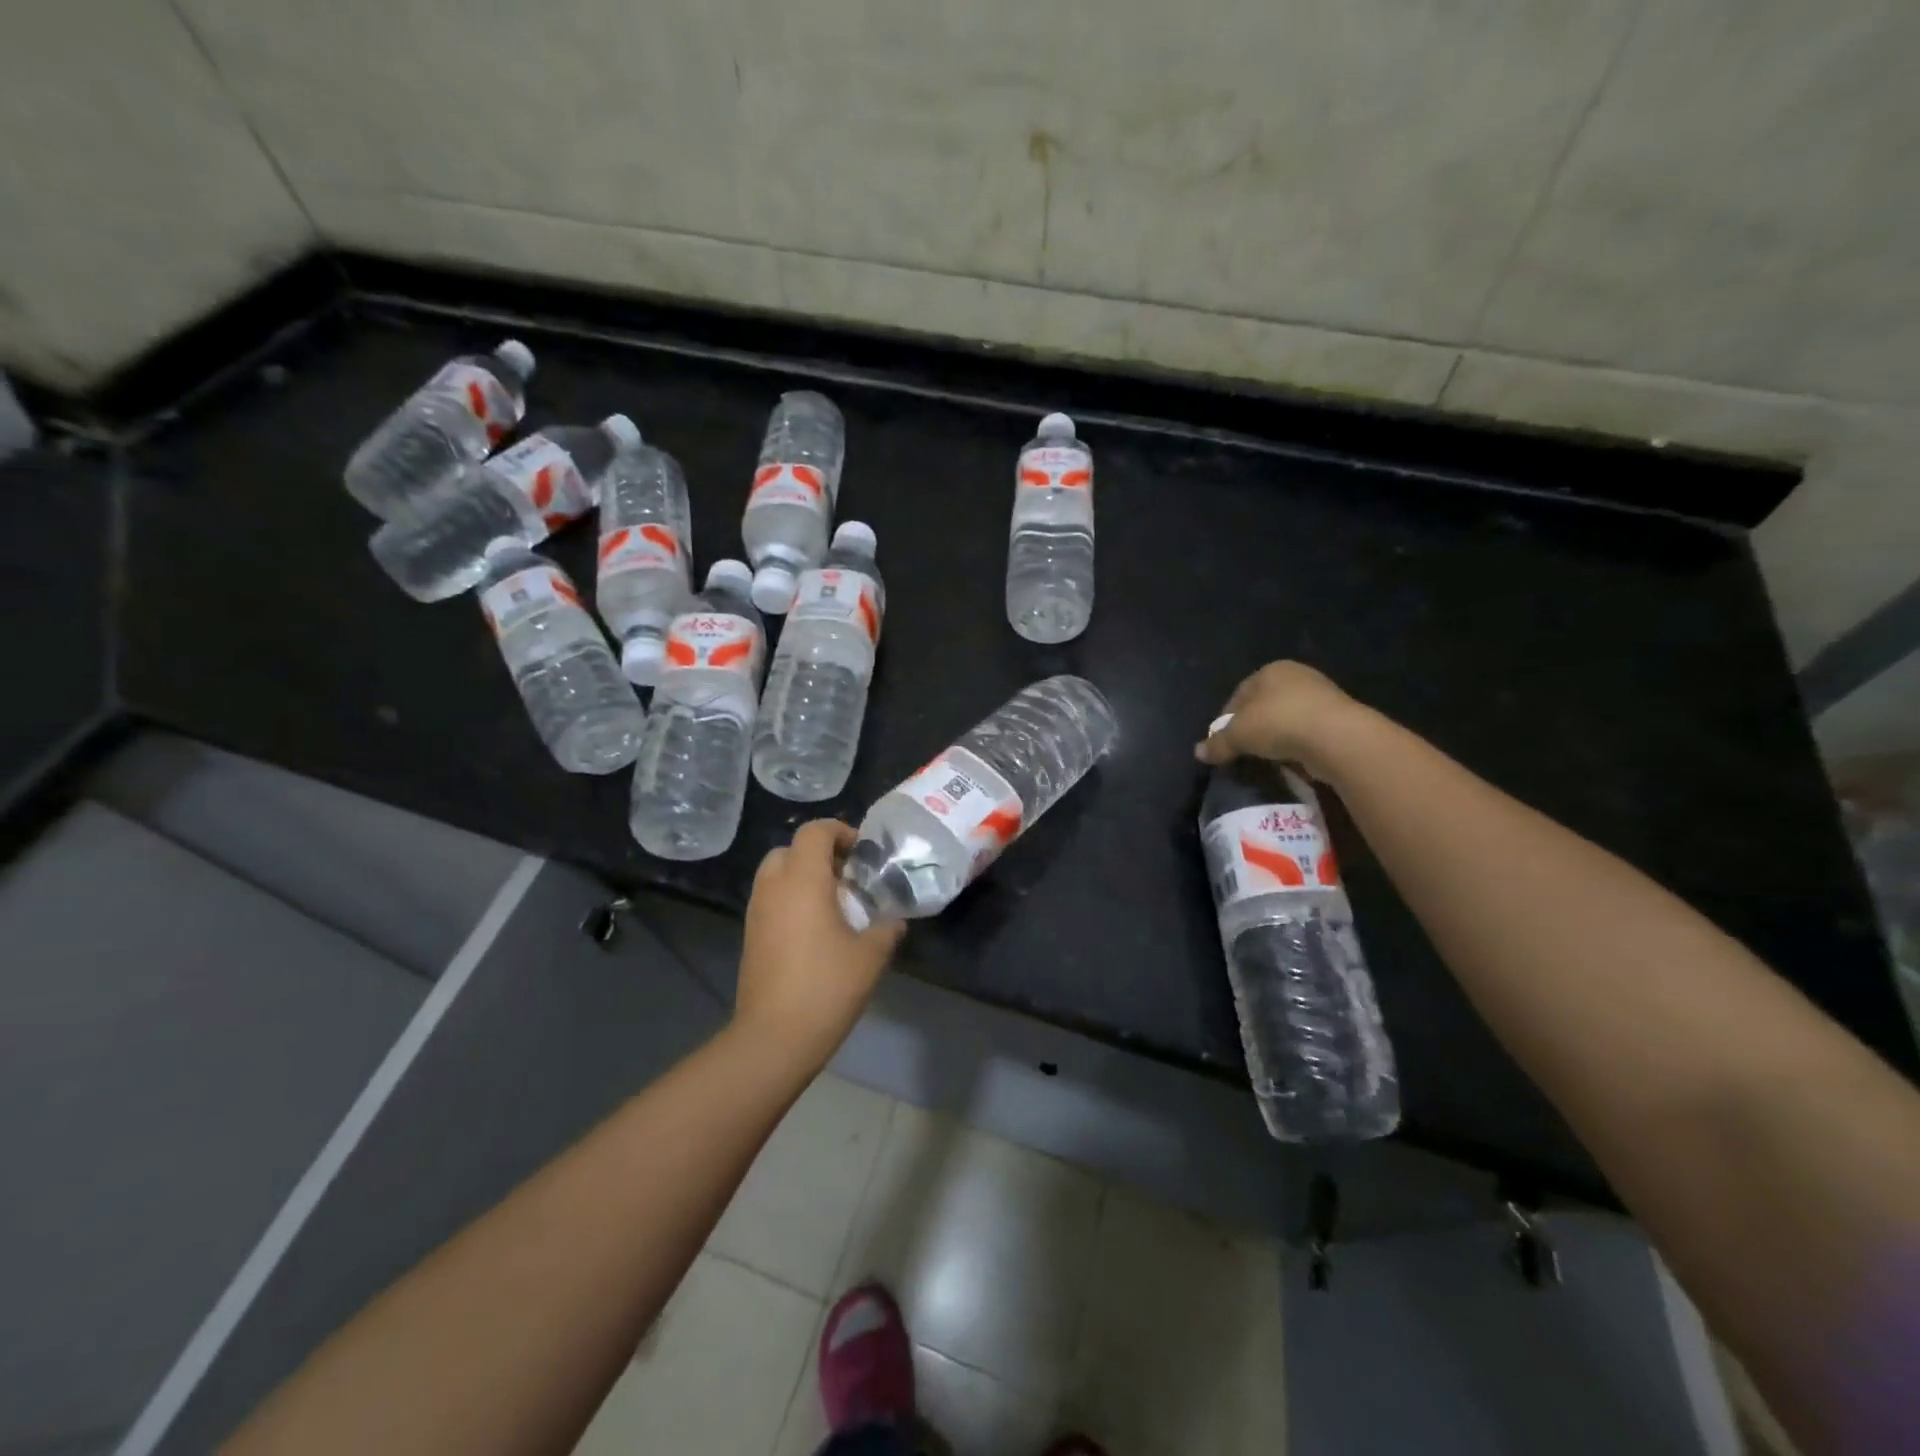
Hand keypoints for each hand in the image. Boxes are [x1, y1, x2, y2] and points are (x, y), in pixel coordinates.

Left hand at [734, 820, 904, 1071]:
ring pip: (776, 874)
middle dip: (818, 854)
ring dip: (802, 877)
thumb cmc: (826, 987)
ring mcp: (757, 912)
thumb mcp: (870, 956)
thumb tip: (894, 920)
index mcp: (803, 880)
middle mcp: (774, 887)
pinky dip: (790, 899)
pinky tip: (815, 929)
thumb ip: (886, 929)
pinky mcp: (750, 936)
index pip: (814, 832)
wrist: (774, 1037)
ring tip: (833, 903)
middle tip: (846, 877)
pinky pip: (770, 900)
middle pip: (790, 849)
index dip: (840, 831)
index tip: (862, 852)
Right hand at [1193, 660, 1367, 780]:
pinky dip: (1297, 744)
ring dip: (1275, 737)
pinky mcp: (1339, 717)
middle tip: (1242, 751)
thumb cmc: (1278, 723)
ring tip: (1266, 759)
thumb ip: (1217, 743)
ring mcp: (1322, 695)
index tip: (1223, 743)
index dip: (1226, 720)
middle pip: (1263, 705)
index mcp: (1270, 670)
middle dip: (1252, 728)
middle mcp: (1296, 676)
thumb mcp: (1238, 735)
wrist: (1336, 737)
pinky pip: (1307, 731)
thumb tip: (1198, 753)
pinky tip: (1291, 760)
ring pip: (1286, 718)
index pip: (1238, 695)